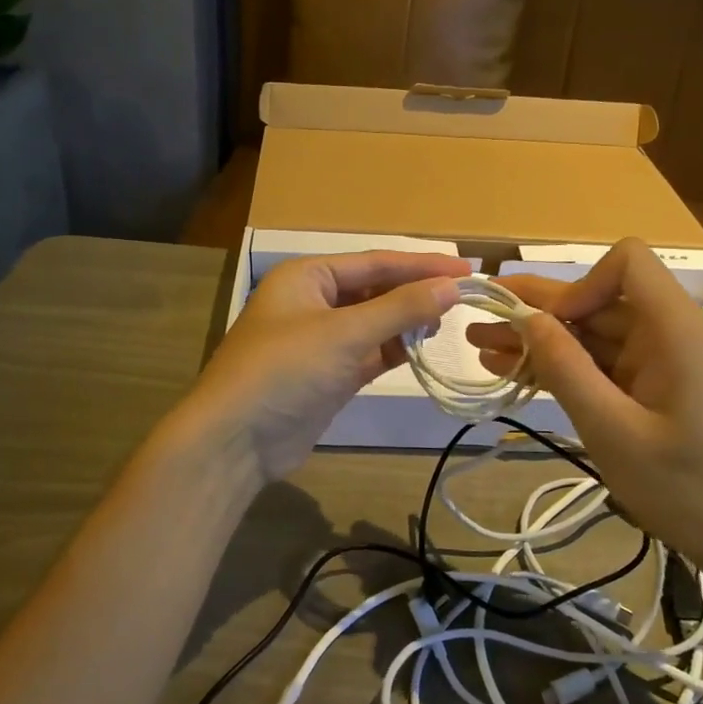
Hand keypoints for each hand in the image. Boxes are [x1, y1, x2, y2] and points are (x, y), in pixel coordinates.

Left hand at [181, 250, 471, 484]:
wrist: (236, 441)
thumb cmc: (286, 370)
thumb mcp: (345, 333)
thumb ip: (400, 309)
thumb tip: (451, 287)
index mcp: (307, 277)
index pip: (374, 262)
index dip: (421, 265)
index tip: (466, 270)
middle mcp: (312, 302)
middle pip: (374, 290)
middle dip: (414, 292)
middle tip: (463, 297)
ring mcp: (319, 341)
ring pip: (373, 323)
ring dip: (405, 322)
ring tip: (447, 321)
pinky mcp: (327, 376)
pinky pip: (368, 354)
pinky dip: (393, 350)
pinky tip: (422, 349)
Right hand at [465, 238, 702, 571]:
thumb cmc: (686, 489)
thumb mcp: (613, 431)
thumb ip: (566, 369)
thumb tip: (526, 319)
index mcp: (676, 332)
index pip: (627, 264)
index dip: (580, 283)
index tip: (548, 326)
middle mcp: (671, 335)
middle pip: (599, 301)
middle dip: (538, 310)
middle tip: (479, 317)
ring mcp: (662, 364)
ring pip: (593, 335)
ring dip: (541, 341)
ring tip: (482, 347)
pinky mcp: (654, 390)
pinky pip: (603, 365)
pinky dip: (563, 368)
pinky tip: (515, 372)